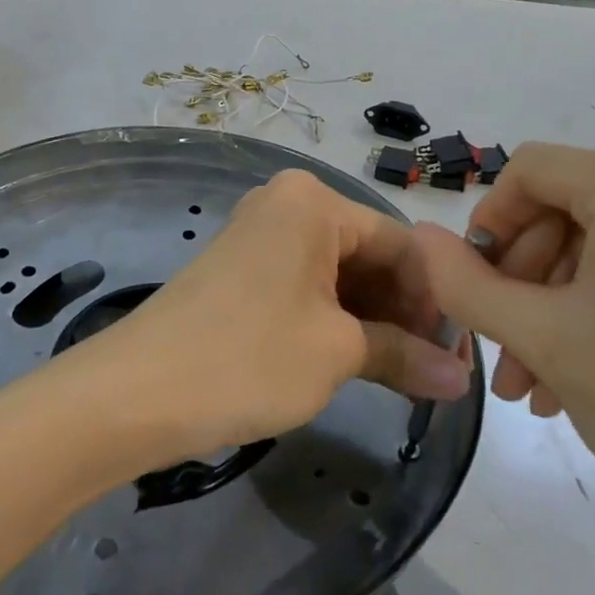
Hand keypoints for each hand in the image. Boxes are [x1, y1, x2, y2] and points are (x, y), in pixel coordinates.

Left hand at [80, 169, 470, 459]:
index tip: (457, 355)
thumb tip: (459, 378)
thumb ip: (404, 355)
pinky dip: (334, 320)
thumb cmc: (248, 357)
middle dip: (403, 311)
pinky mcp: (242, 269)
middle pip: (368, 254)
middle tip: (433, 370)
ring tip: (400, 373)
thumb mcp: (336, 354)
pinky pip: (305, 284)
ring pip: (338, 273)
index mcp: (314, 202)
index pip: (401, 244)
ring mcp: (260, 235)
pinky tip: (356, 360)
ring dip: (372, 320)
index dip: (435, 300)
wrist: (135, 392)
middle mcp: (287, 204)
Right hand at [414, 144, 594, 586]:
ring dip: (554, 302)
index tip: (473, 291)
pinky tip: (574, 370)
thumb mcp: (542, 339)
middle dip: (523, 281)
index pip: (530, 172)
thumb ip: (463, 283)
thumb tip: (416, 237)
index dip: (489, 226)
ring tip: (532, 382)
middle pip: (564, 206)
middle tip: (503, 356)